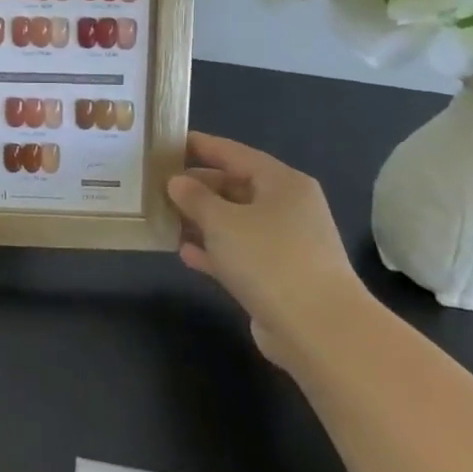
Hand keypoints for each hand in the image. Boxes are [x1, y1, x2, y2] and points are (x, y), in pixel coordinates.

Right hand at [166, 131, 366, 363]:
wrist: (318, 329)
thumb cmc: (269, 259)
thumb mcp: (222, 221)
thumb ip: (195, 197)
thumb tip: (177, 181)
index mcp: (281, 183)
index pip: (233, 153)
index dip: (199, 146)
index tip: (165, 142)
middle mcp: (286, 208)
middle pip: (233, 186)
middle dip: (195, 186)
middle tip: (154, 183)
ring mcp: (283, 244)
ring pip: (234, 222)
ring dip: (200, 220)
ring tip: (162, 216)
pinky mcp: (276, 276)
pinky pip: (237, 253)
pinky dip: (212, 250)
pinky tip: (184, 252)